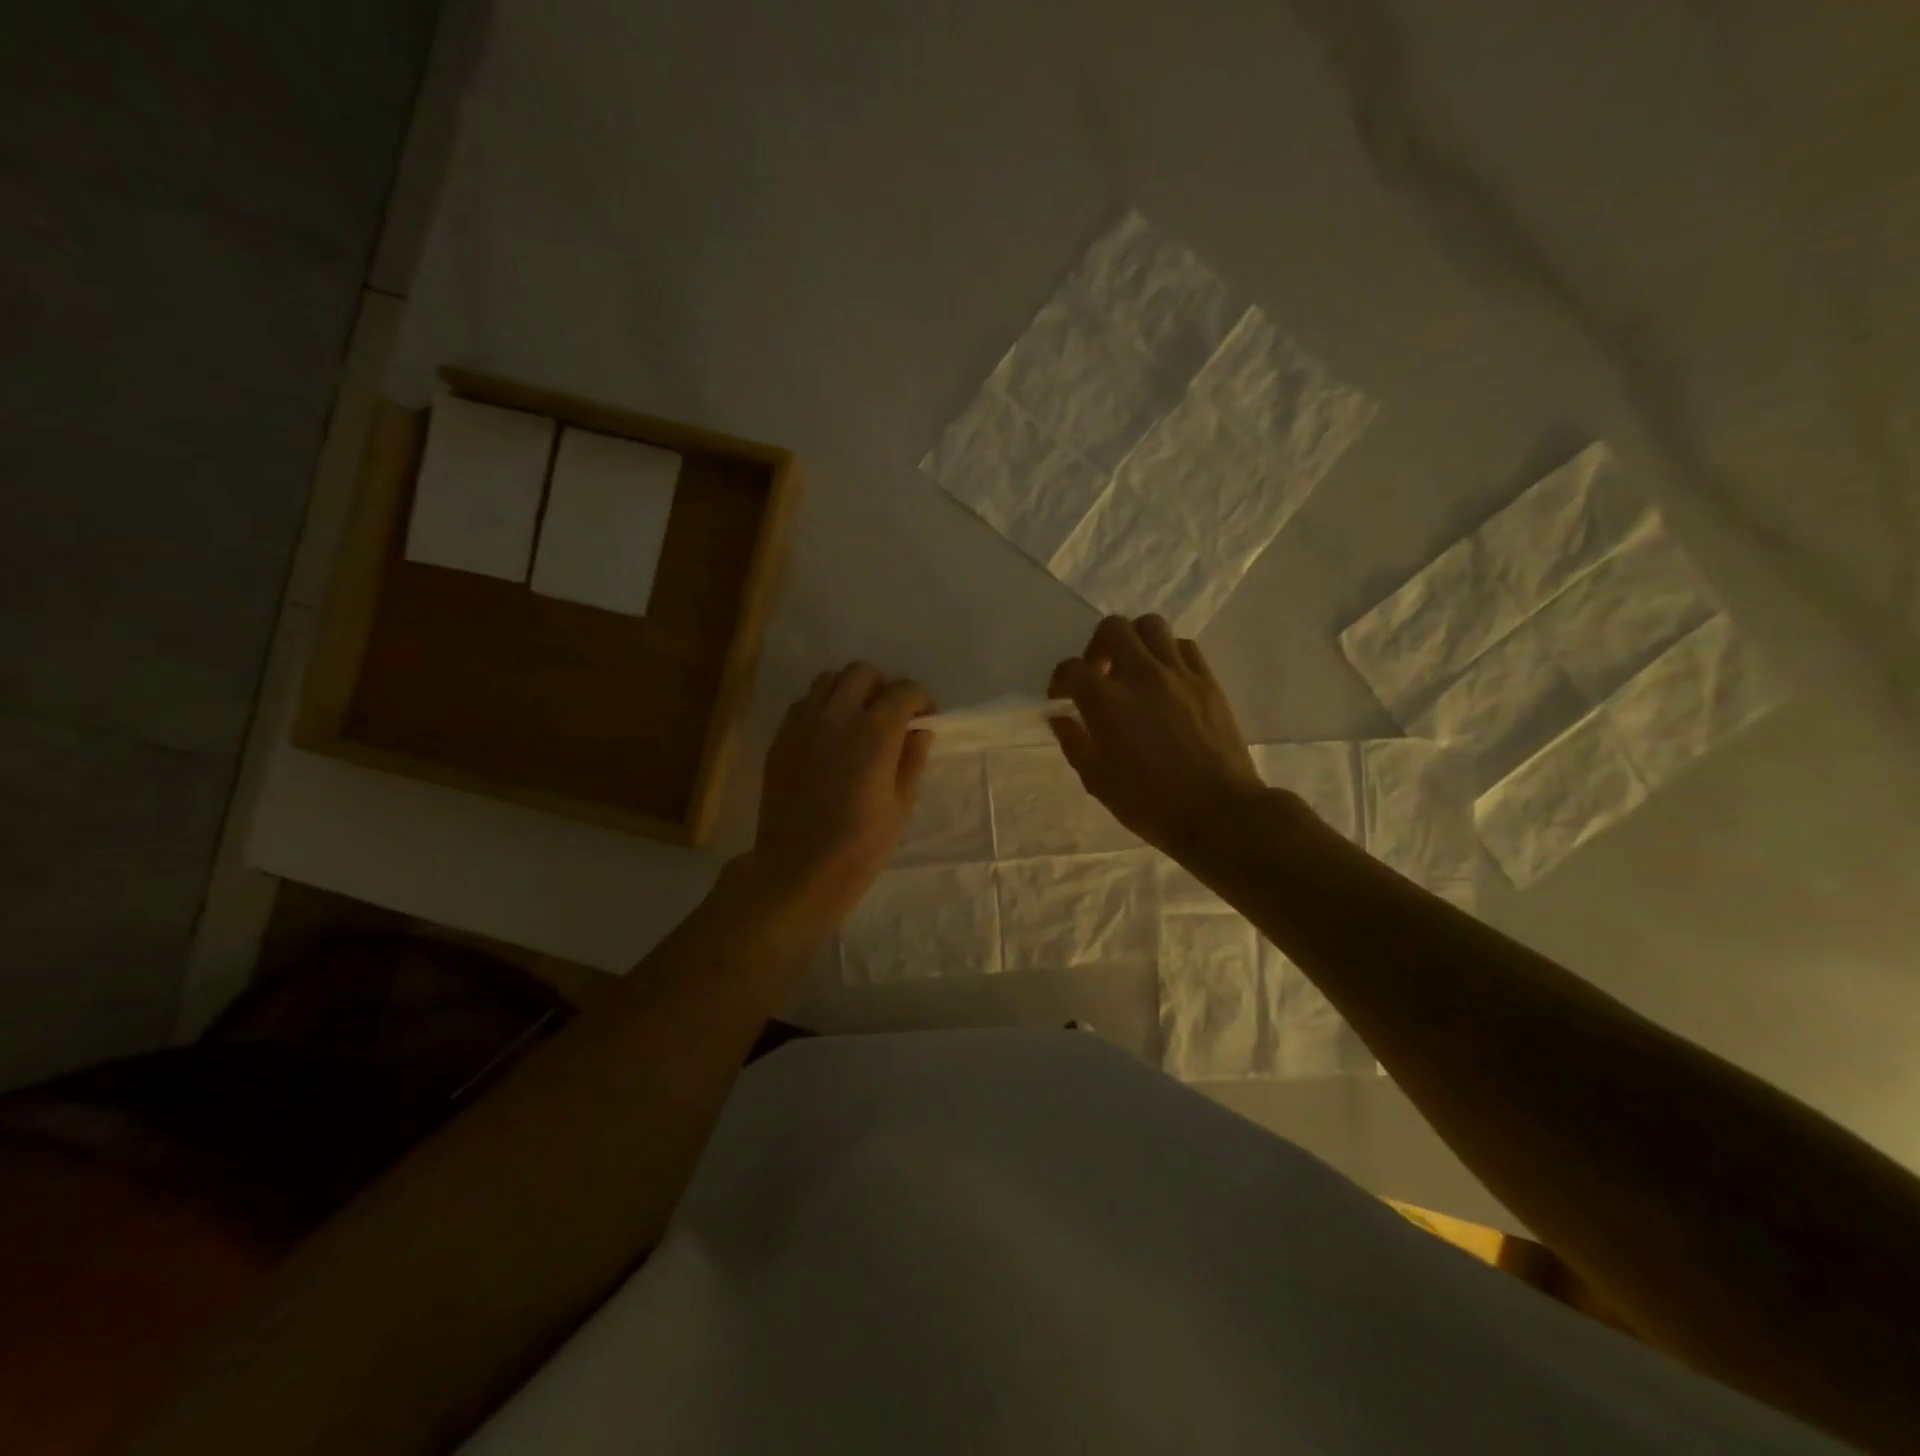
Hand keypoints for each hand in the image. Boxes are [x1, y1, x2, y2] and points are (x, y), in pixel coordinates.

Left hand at [739, 662, 932, 935]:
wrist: (799, 868)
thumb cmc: (860, 845)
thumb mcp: (900, 806)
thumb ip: (912, 760)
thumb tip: (920, 732)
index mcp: (875, 733)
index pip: (904, 691)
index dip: (921, 700)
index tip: (926, 719)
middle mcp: (837, 717)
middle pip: (862, 673)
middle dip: (883, 686)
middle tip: (891, 713)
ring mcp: (803, 724)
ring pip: (828, 680)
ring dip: (850, 690)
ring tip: (858, 718)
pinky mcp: (781, 738)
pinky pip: (803, 703)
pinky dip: (822, 707)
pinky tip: (829, 736)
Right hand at [1049, 616, 1265, 856]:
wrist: (1218, 812)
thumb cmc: (1151, 803)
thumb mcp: (1098, 781)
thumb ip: (1075, 743)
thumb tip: (1061, 719)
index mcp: (1107, 701)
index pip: (1072, 669)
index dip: (1060, 680)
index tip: (1061, 697)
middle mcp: (1141, 675)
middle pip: (1113, 628)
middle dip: (1096, 646)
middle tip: (1098, 673)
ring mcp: (1179, 674)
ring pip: (1152, 626)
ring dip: (1134, 641)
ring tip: (1132, 670)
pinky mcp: (1208, 682)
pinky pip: (1185, 647)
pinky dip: (1168, 653)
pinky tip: (1165, 679)